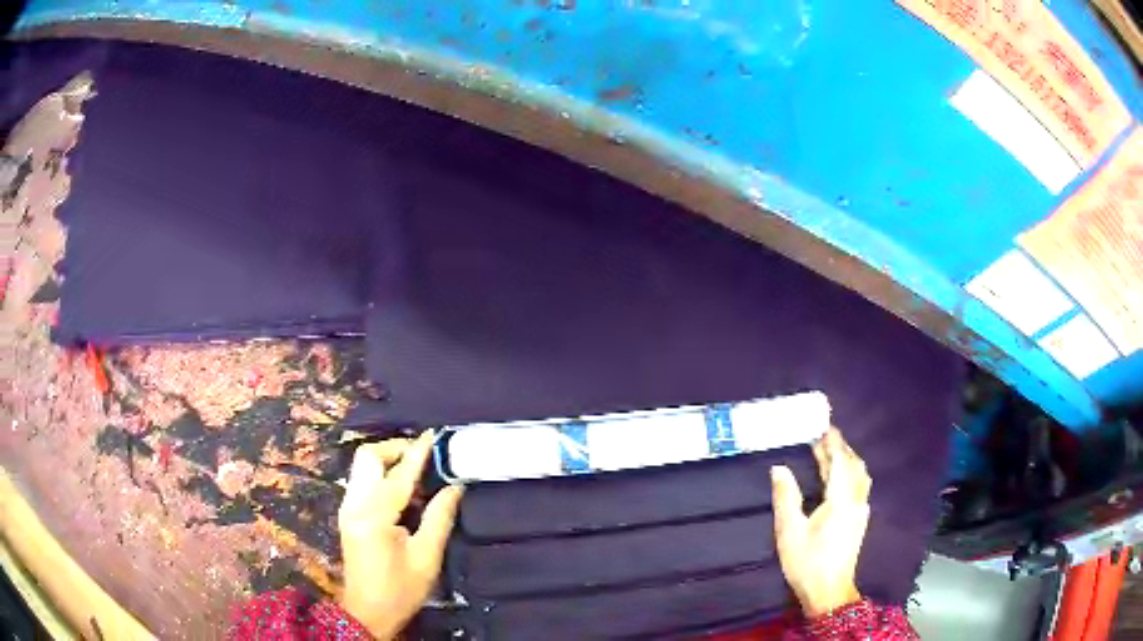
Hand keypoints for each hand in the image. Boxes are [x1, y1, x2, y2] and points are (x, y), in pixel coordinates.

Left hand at [337, 431, 464, 638]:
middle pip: (367, 457)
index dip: (417, 453)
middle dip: (395, 448)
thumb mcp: (426, 558)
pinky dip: (381, 473)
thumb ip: (439, 518)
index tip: (433, 435)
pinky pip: (362, 479)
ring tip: (417, 468)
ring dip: (387, 459)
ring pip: (362, 466)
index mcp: (374, 516)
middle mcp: (354, 505)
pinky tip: (402, 487)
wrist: (367, 612)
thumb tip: (455, 486)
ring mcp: (347, 508)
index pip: (398, 475)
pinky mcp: (348, 514)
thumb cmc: (400, 590)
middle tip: (423, 454)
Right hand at [771, 427, 870, 618]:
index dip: (833, 441)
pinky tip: (836, 476)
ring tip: (828, 451)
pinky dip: (848, 471)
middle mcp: (856, 500)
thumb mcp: (789, 531)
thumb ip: (786, 497)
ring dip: (846, 459)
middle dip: (840, 447)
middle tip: (822, 435)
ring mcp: (860, 510)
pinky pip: (858, 485)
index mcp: (841, 500)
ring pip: (859, 475)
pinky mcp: (859, 519)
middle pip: (854, 465)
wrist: (828, 591)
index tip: (822, 425)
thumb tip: (779, 468)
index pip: (840, 461)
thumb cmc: (807, 562)